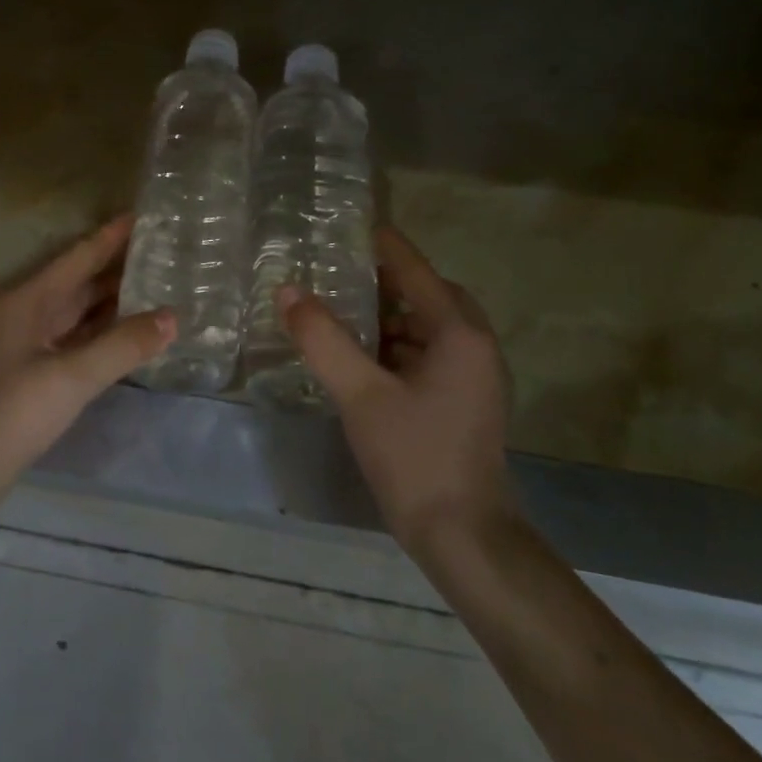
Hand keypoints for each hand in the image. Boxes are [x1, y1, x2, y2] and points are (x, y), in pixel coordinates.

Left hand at [0, 215, 174, 493]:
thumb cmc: (13, 412)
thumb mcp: (72, 377)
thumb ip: (123, 345)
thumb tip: (172, 317)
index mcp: (28, 300)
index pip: (78, 257)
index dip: (111, 236)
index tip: (144, 215)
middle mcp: (25, 312)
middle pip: (78, 281)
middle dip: (117, 266)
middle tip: (163, 251)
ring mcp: (26, 341)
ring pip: (76, 310)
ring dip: (111, 298)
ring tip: (155, 284)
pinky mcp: (30, 368)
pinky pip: (73, 336)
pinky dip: (100, 329)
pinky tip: (127, 329)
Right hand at [279, 226, 515, 553]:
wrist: (463, 536)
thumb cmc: (416, 457)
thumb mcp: (361, 395)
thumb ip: (323, 339)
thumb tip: (288, 291)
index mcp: (458, 335)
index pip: (417, 271)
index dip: (385, 246)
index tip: (352, 225)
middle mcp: (473, 347)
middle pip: (428, 296)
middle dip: (387, 281)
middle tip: (341, 272)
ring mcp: (472, 378)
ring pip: (427, 328)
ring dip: (389, 315)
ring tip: (342, 309)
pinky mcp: (462, 402)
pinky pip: (426, 354)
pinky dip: (395, 345)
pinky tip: (360, 356)